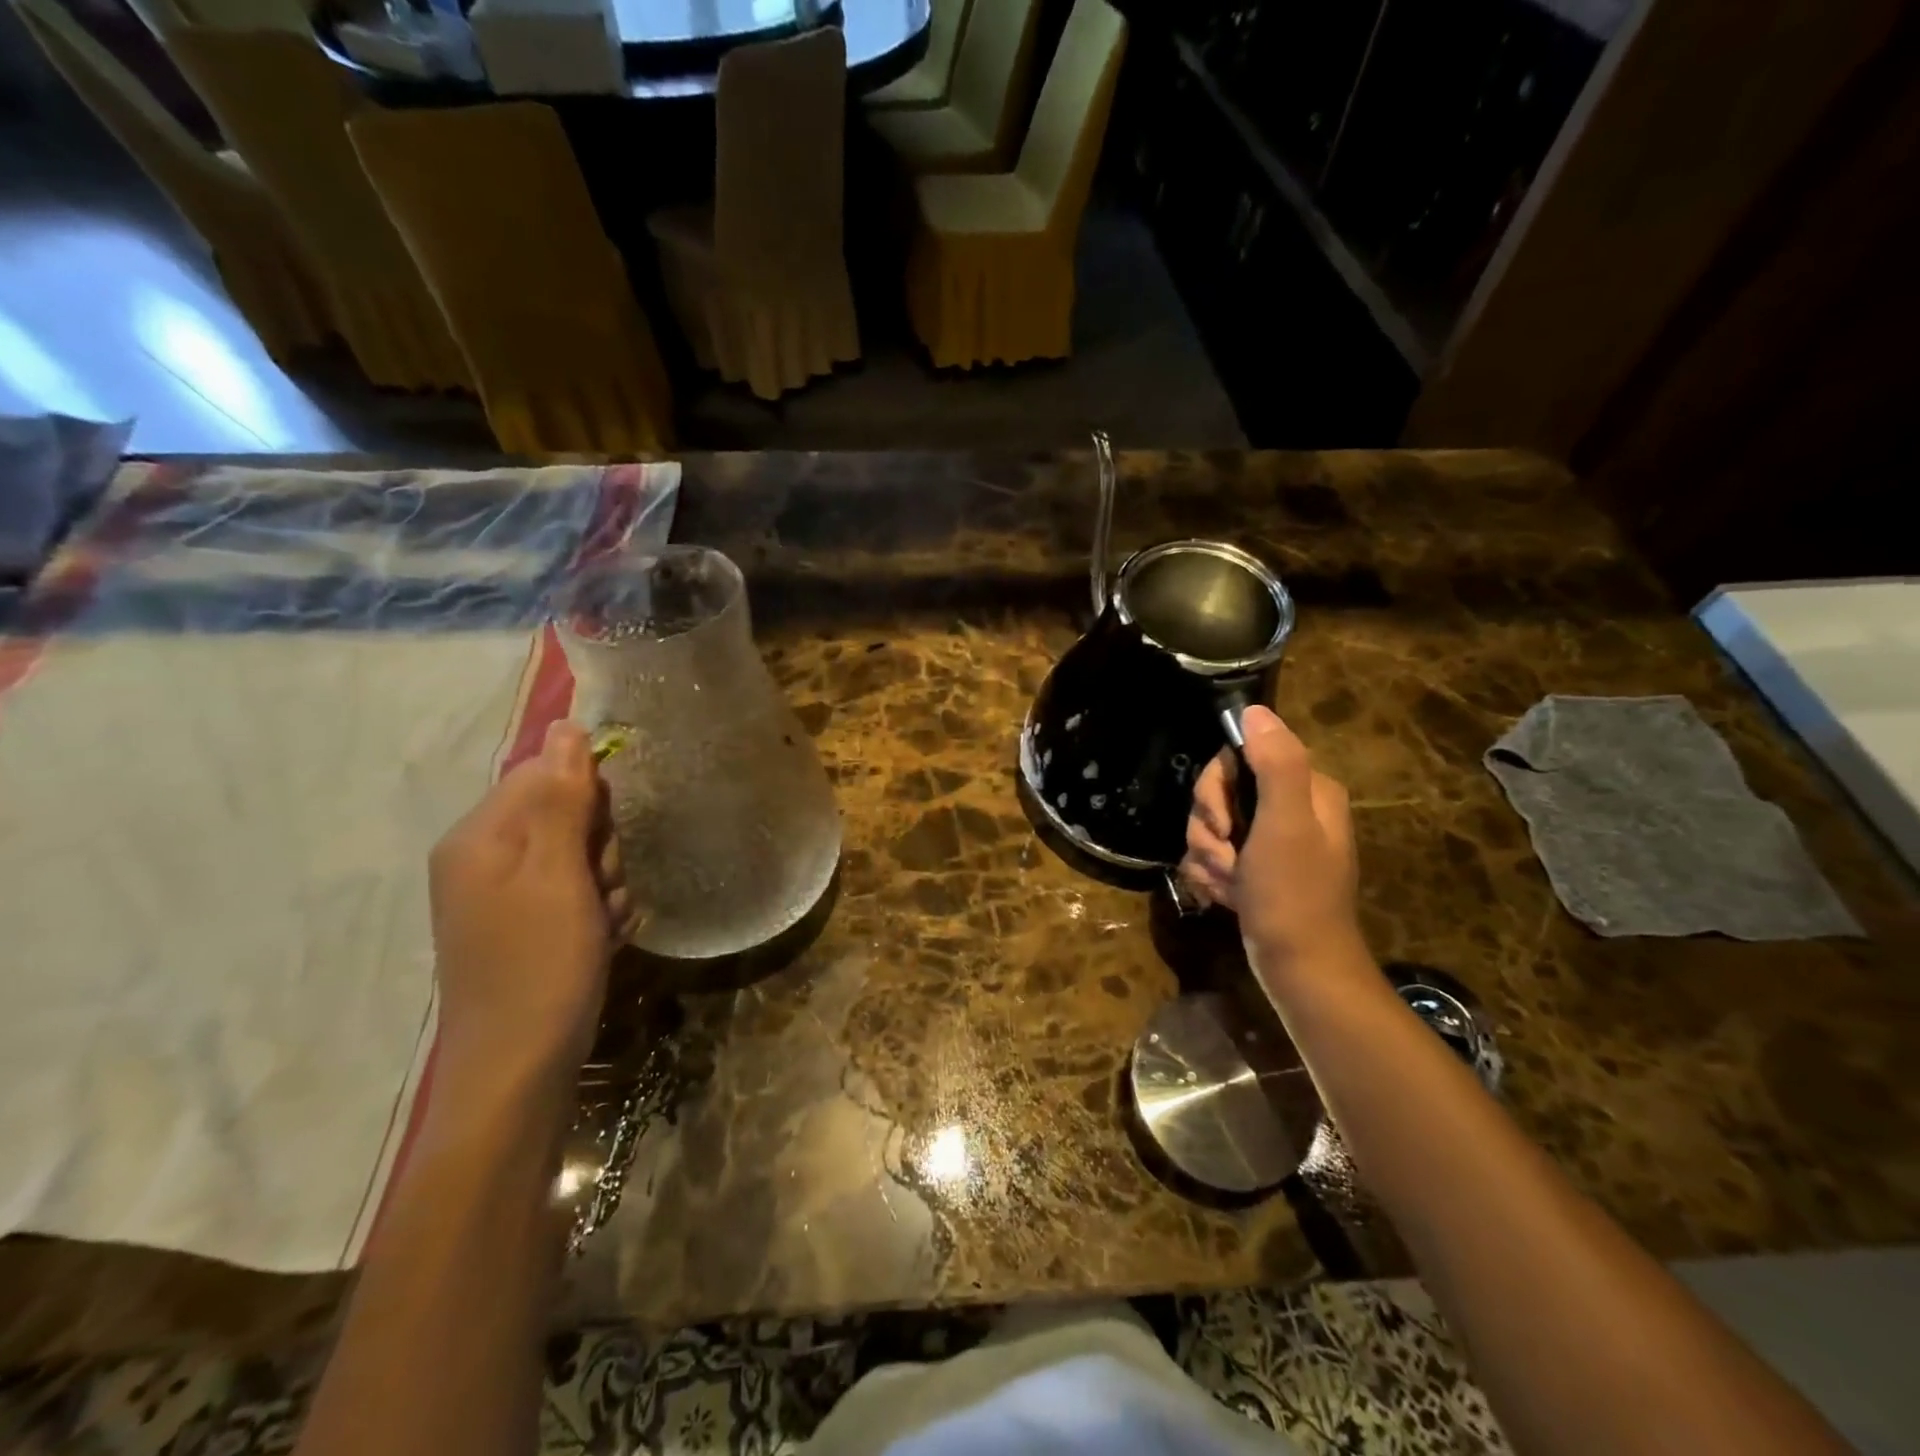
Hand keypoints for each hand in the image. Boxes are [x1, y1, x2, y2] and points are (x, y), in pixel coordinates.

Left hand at [428, 720, 628, 1089]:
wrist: (520, 1068)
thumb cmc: (541, 965)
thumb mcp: (560, 875)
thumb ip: (565, 799)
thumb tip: (567, 727)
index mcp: (479, 837)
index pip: (544, 773)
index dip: (589, 799)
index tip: (603, 841)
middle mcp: (483, 857)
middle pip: (564, 813)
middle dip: (600, 847)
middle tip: (601, 888)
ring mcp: (503, 894)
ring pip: (578, 853)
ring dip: (605, 881)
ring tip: (603, 922)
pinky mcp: (523, 923)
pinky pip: (573, 889)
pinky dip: (597, 908)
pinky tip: (602, 937)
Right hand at [1181, 706, 1363, 980]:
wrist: (1300, 969)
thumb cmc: (1294, 895)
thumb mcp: (1286, 824)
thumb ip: (1275, 764)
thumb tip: (1254, 711)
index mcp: (1306, 790)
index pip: (1240, 756)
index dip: (1217, 786)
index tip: (1222, 820)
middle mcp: (1289, 808)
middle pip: (1219, 792)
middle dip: (1209, 826)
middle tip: (1225, 854)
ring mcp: (1269, 841)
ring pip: (1210, 825)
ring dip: (1207, 855)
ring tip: (1228, 882)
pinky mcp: (1253, 869)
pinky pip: (1212, 855)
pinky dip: (1210, 875)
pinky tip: (1224, 895)